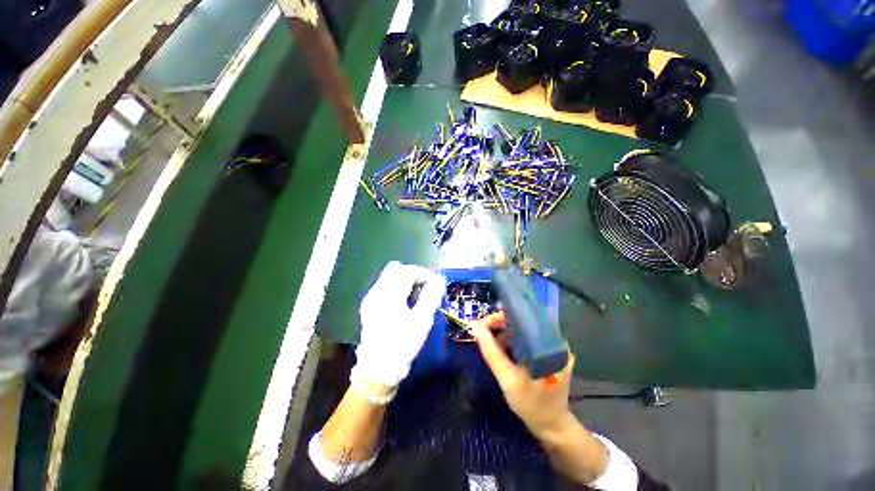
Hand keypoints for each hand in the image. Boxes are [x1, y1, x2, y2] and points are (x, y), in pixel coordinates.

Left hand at [354, 261, 446, 387]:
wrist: (378, 368)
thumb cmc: (402, 343)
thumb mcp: (422, 320)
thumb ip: (431, 296)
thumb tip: (440, 279)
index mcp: (389, 294)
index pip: (408, 271)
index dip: (424, 274)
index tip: (436, 284)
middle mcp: (377, 291)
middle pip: (396, 269)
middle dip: (414, 274)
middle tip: (426, 286)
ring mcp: (371, 297)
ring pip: (389, 276)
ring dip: (405, 279)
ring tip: (417, 293)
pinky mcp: (369, 305)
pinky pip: (384, 285)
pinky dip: (397, 286)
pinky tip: (404, 300)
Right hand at [470, 312, 576, 440]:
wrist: (552, 425)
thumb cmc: (531, 404)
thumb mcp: (507, 379)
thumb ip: (492, 353)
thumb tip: (476, 328)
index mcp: (547, 344)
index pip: (519, 318)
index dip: (498, 318)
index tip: (480, 325)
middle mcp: (553, 340)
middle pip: (520, 322)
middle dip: (498, 326)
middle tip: (482, 334)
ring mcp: (552, 346)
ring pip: (521, 330)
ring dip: (504, 334)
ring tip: (491, 343)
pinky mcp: (548, 352)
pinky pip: (525, 339)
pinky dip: (511, 341)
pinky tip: (502, 348)